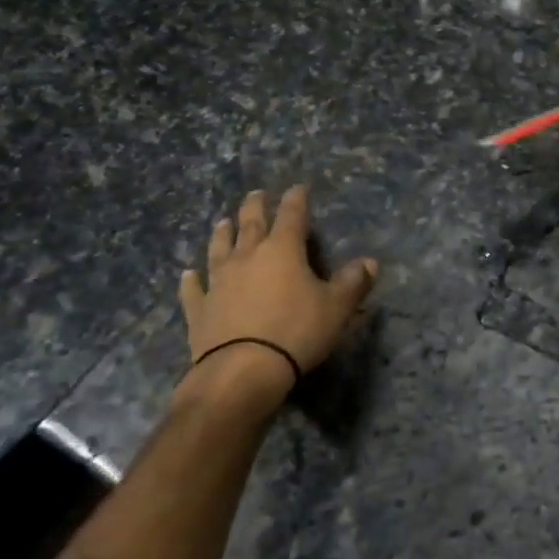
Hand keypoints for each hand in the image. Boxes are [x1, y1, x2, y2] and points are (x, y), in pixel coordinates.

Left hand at [176, 186, 377, 411]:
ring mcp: (218, 282)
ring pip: (219, 249)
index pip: (292, 215)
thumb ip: (353, 282)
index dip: (296, 199)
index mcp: (283, 250)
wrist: (242, 371)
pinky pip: (194, 289)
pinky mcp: (199, 309)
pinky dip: (191, 280)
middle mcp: (247, 257)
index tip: (298, 187)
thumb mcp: (337, 308)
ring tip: (222, 222)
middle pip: (250, 224)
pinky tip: (188, 274)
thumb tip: (369, 262)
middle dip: (255, 207)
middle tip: (255, 194)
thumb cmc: (296, 332)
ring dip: (222, 234)